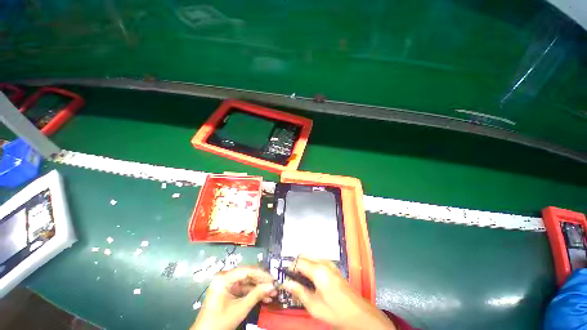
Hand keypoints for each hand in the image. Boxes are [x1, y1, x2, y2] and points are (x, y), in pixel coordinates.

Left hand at [191, 266, 276, 329]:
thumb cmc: (220, 321)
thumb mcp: (240, 308)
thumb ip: (256, 295)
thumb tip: (272, 286)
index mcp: (224, 278)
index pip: (247, 271)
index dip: (261, 274)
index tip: (273, 278)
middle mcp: (225, 277)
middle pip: (248, 276)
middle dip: (262, 282)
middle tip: (274, 286)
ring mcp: (227, 284)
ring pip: (247, 283)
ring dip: (259, 289)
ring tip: (272, 293)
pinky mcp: (229, 291)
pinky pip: (243, 289)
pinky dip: (253, 293)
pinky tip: (264, 298)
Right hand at [283, 256, 395, 329]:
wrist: (358, 314)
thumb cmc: (335, 311)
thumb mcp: (314, 305)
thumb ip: (298, 291)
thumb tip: (286, 283)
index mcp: (318, 270)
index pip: (298, 262)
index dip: (289, 267)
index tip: (284, 276)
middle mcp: (324, 262)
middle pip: (304, 257)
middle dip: (295, 266)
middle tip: (291, 280)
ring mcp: (329, 264)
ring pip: (310, 259)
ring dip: (303, 267)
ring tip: (300, 282)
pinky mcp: (333, 268)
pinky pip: (317, 263)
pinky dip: (310, 268)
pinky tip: (310, 281)